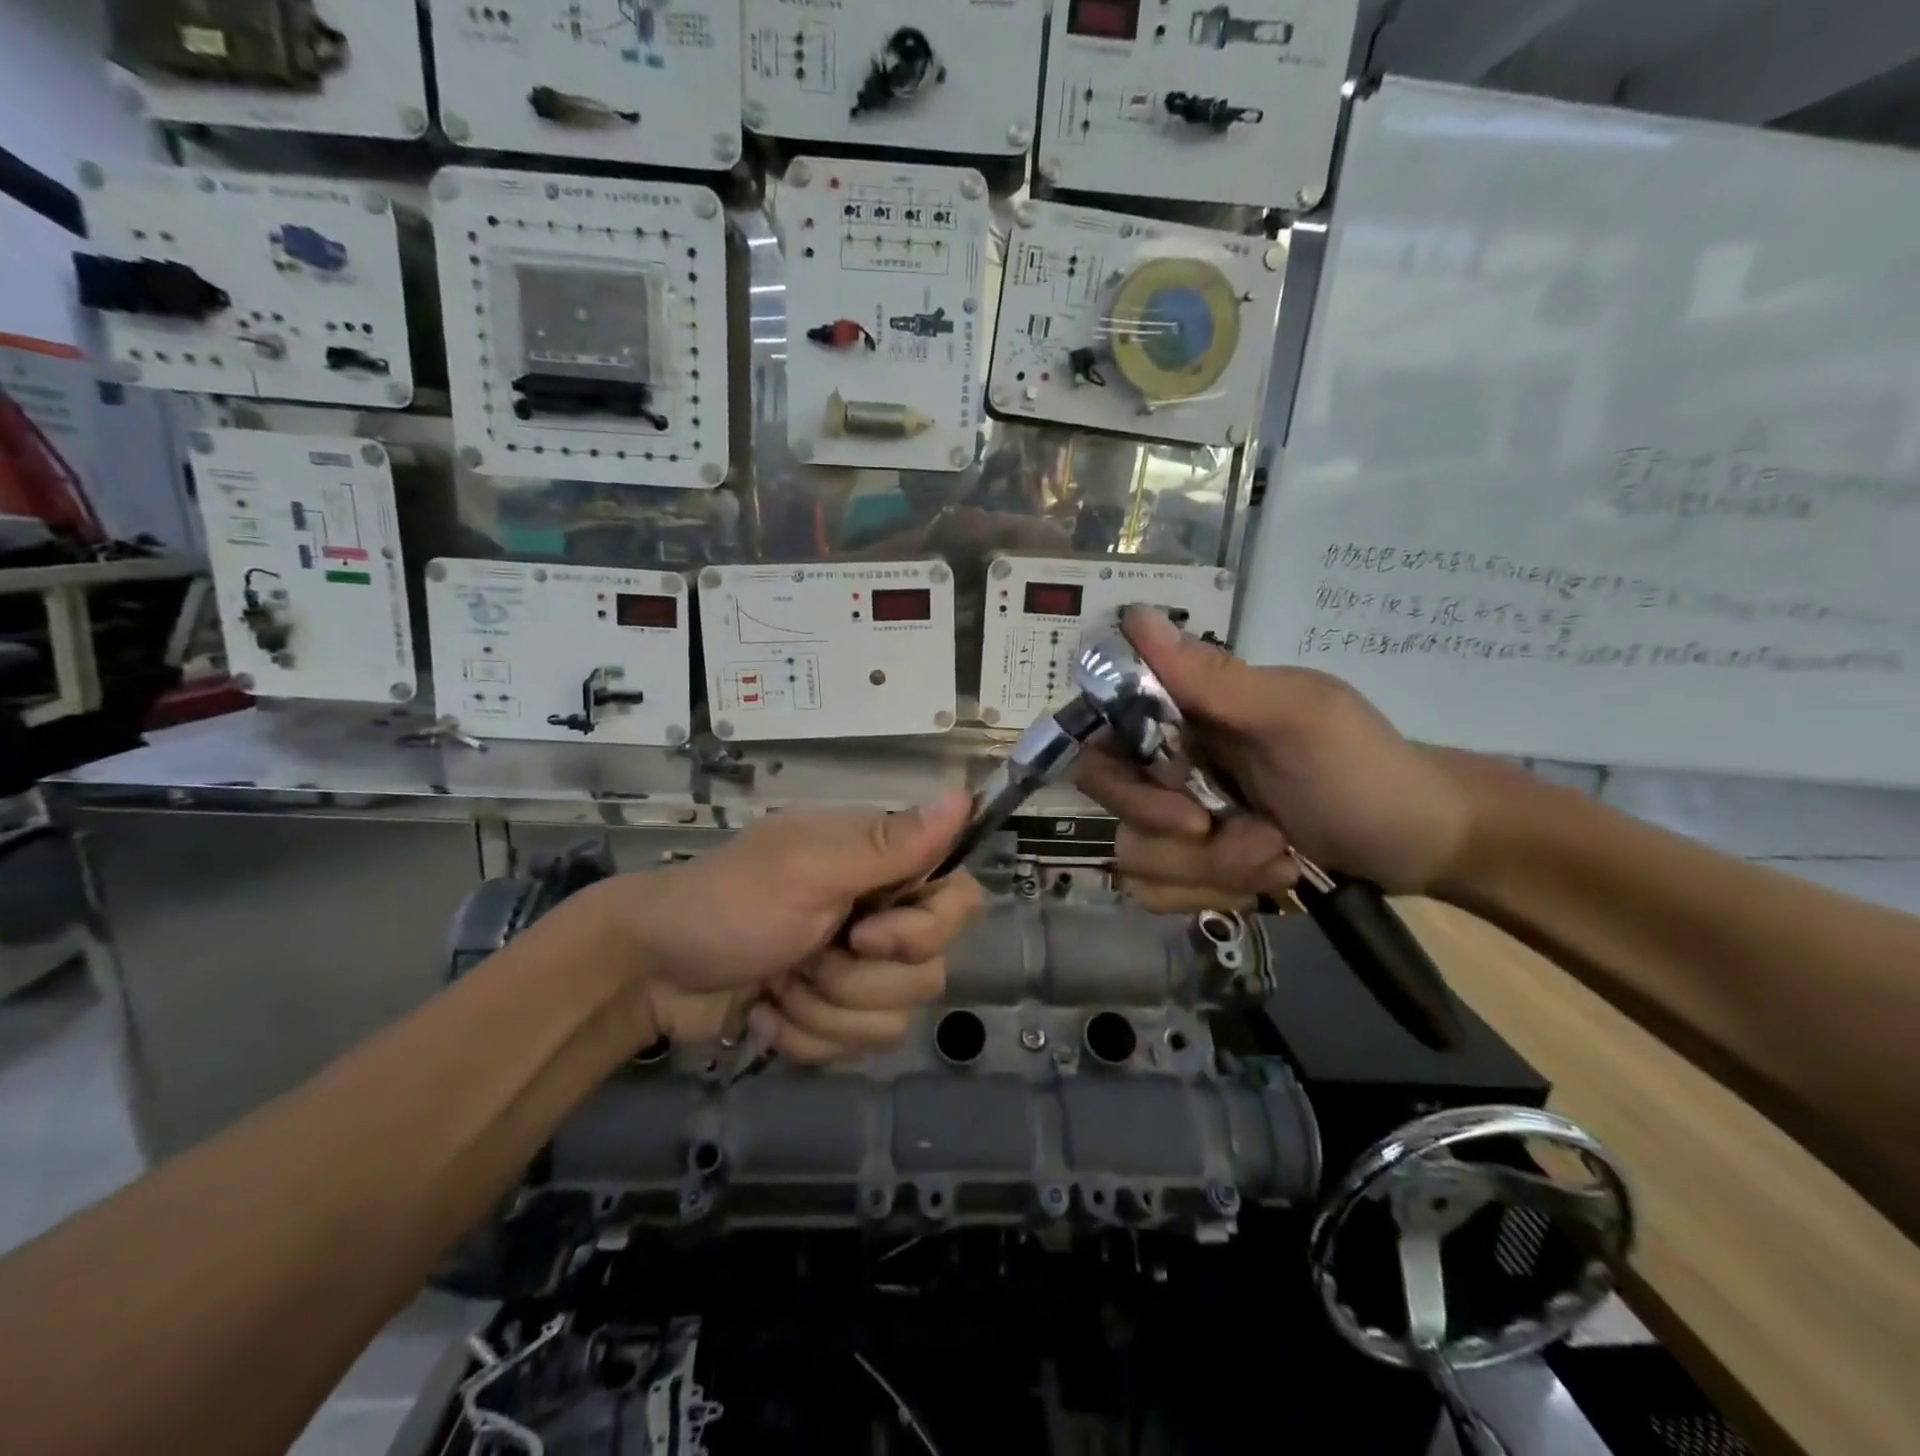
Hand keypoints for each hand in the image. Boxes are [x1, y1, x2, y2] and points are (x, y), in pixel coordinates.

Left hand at [573, 792, 981, 1061]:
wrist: (650, 972)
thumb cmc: (727, 906)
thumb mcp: (808, 869)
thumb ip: (889, 845)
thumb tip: (963, 794)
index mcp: (881, 866)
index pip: (959, 900)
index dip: (924, 930)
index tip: (864, 934)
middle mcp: (880, 914)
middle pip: (929, 971)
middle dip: (856, 980)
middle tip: (804, 956)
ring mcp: (856, 969)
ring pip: (893, 1019)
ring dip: (823, 1010)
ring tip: (776, 984)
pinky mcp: (832, 1014)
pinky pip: (855, 1046)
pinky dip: (804, 1036)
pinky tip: (766, 1011)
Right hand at [1075, 609, 1472, 905]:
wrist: (1422, 844)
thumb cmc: (1365, 770)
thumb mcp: (1297, 718)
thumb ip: (1214, 677)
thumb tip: (1134, 614)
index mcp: (1182, 715)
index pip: (1098, 740)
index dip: (1122, 777)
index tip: (1182, 789)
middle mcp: (1169, 762)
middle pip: (1112, 808)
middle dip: (1176, 836)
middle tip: (1242, 832)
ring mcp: (1181, 817)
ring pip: (1138, 859)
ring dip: (1213, 869)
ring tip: (1276, 854)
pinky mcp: (1195, 864)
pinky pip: (1161, 893)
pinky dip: (1217, 892)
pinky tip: (1266, 875)